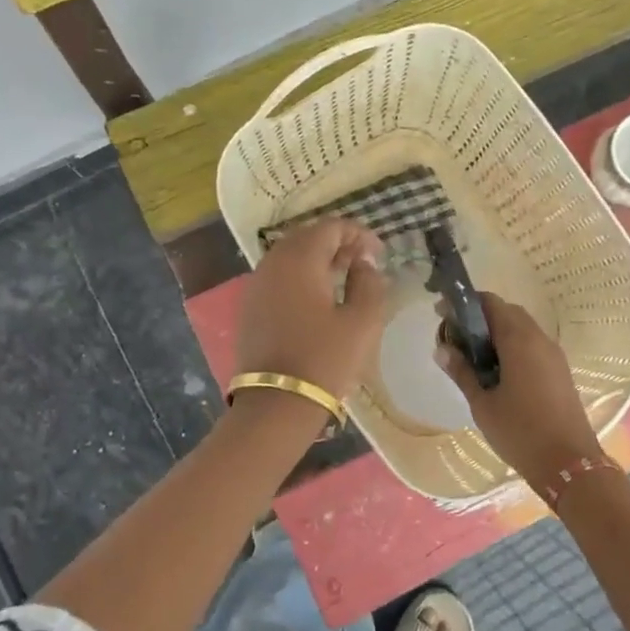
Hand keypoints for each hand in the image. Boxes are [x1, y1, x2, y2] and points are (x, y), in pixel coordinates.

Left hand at [235, 219, 389, 399]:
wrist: (276, 403)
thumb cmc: (325, 359)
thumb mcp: (362, 321)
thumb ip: (369, 282)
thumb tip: (363, 263)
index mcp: (299, 259)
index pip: (331, 227)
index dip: (359, 234)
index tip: (379, 253)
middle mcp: (272, 263)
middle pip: (307, 237)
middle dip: (337, 243)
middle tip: (363, 262)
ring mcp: (256, 285)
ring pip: (290, 256)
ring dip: (318, 260)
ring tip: (343, 279)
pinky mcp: (249, 307)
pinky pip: (278, 277)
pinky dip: (300, 277)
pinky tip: (318, 299)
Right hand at [435, 292, 603, 486]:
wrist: (570, 464)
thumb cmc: (520, 432)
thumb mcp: (483, 404)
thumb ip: (462, 372)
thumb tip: (442, 349)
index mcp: (519, 340)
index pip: (490, 303)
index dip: (464, 304)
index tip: (442, 315)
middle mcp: (539, 338)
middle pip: (507, 312)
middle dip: (480, 317)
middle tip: (456, 337)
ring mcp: (553, 354)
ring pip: (522, 328)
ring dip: (497, 332)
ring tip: (473, 355)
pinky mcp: (560, 370)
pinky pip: (533, 345)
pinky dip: (512, 346)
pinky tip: (497, 371)